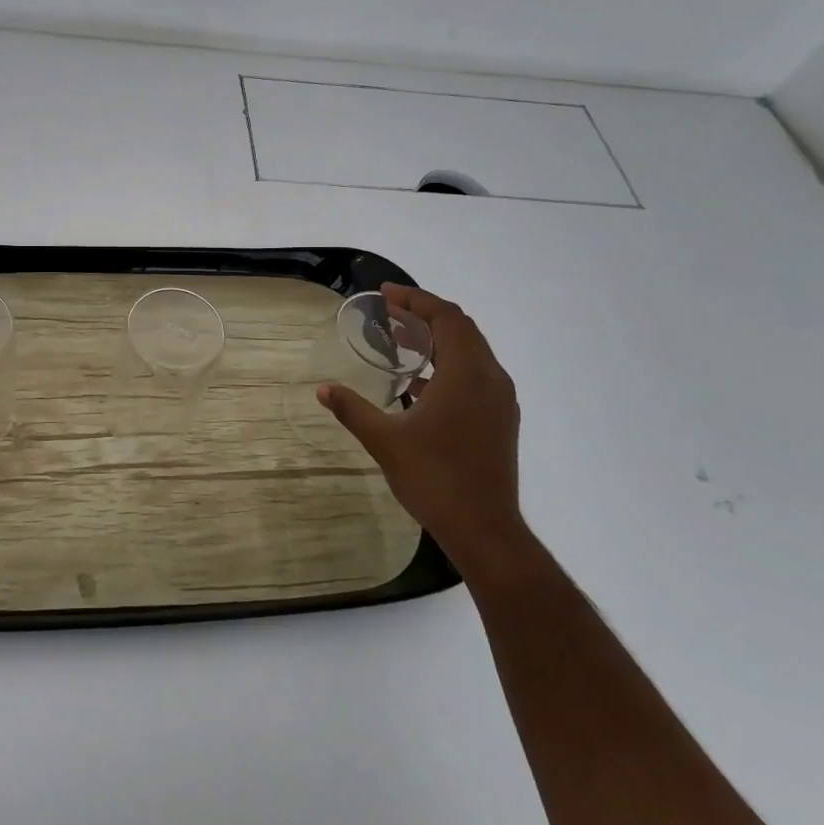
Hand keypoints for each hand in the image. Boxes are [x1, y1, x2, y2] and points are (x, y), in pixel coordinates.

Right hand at [318, 285, 523, 572]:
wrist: (485, 529)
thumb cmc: (434, 478)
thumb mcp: (385, 441)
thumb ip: (352, 409)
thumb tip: (322, 389)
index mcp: (466, 374)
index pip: (446, 318)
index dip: (416, 299)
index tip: (386, 294)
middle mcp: (490, 379)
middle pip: (462, 329)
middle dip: (425, 315)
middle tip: (390, 313)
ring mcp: (500, 401)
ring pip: (471, 352)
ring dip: (438, 340)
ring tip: (401, 342)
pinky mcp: (500, 420)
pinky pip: (476, 375)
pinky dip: (449, 365)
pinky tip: (419, 385)